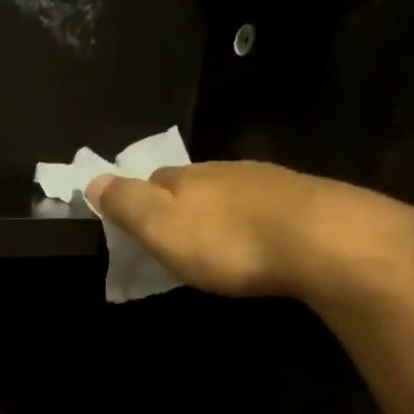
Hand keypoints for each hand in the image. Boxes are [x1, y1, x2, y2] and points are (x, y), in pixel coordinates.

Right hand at [86, 160, 413, 299]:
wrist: (320, 240)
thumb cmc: (227, 241)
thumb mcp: (162, 227)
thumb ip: (127, 204)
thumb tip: (93, 179)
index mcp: (186, 177)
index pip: (152, 180)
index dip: (140, 200)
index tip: (135, 226)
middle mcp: (225, 170)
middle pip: (192, 184)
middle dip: (179, 206)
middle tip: (174, 239)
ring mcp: (267, 182)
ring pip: (229, 194)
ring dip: (217, 214)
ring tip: (214, 243)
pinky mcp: (302, 201)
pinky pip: (262, 208)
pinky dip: (250, 222)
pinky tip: (255, 242)